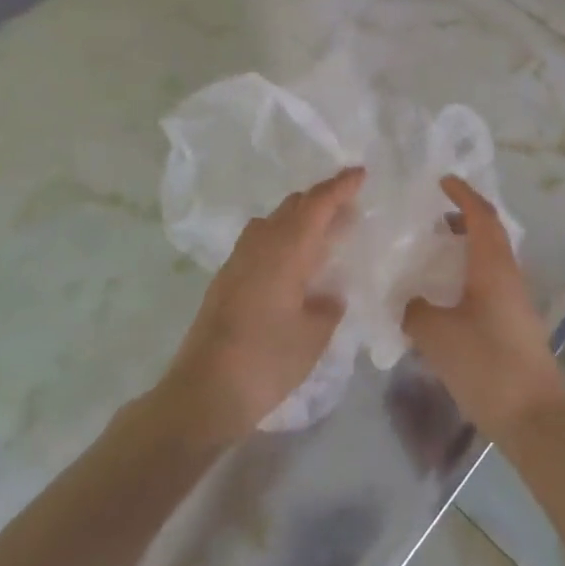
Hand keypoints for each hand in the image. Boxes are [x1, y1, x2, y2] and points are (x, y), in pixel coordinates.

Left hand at [157, 166, 363, 444]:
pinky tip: (295, 263)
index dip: (340, 187)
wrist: (203, 392)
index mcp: (285, 250)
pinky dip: (283, 238)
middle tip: (349, 205)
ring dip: (300, 218)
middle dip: (321, 200)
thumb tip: (328, 295)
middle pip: (292, 206)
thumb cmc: (266, 360)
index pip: (316, 205)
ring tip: (325, 232)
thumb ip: (327, 306)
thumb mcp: (313, 335)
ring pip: (273, 222)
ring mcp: (238, 261)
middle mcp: (260, 245)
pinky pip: (261, 241)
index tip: (360, 173)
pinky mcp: (226, 280)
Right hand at [403, 177, 564, 440]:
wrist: (533, 416)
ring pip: (490, 259)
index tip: (442, 180)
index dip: (463, 194)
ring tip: (435, 253)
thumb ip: (415, 310)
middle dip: (464, 218)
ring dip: (466, 247)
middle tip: (433, 217)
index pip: (482, 216)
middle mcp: (508, 275)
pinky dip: (468, 274)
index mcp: (493, 266)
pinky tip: (446, 296)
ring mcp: (514, 301)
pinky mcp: (514, 323)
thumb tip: (408, 301)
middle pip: (489, 233)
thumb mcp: (437, 335)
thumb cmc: (486, 364)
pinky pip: (489, 283)